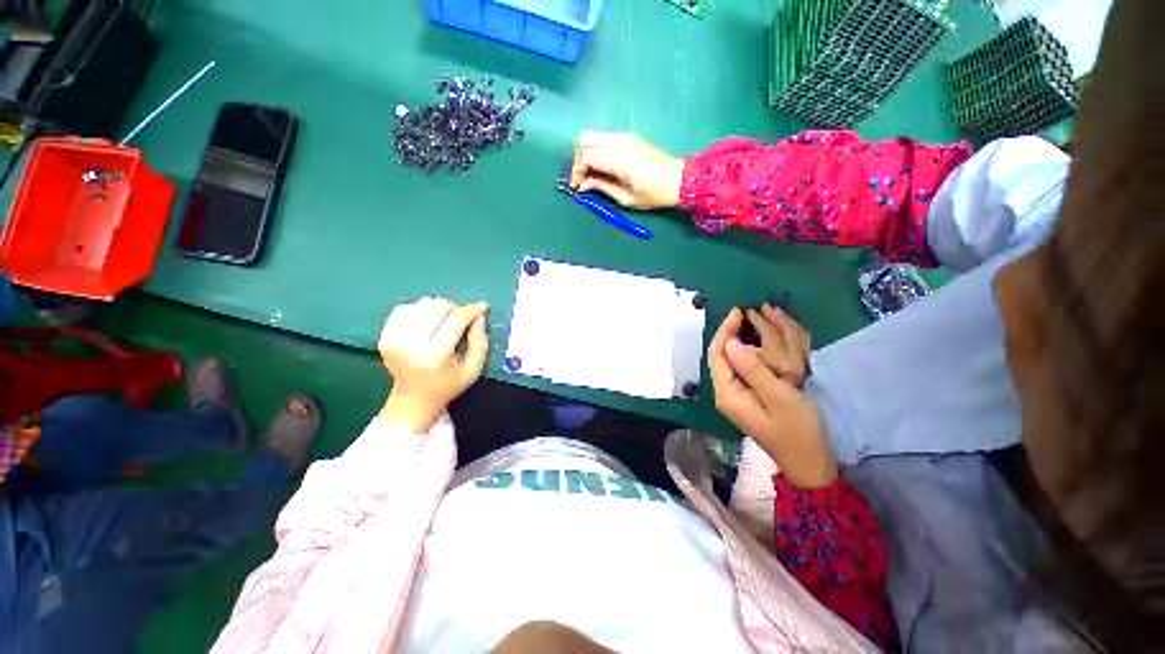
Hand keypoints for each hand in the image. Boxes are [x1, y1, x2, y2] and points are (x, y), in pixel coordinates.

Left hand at [377, 297, 488, 431]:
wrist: (413, 399)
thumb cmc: (448, 385)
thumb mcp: (473, 369)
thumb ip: (479, 342)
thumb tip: (479, 316)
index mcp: (434, 355)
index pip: (456, 320)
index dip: (472, 310)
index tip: (482, 307)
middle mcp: (410, 344)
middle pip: (438, 306)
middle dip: (455, 309)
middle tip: (462, 321)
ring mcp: (393, 338)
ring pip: (423, 304)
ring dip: (438, 310)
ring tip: (444, 324)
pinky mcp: (384, 335)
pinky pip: (406, 308)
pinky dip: (420, 311)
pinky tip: (426, 325)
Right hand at [569, 130, 684, 209]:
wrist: (679, 180)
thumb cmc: (653, 194)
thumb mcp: (625, 198)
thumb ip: (602, 187)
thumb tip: (584, 184)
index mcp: (619, 159)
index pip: (586, 156)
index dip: (577, 171)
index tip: (577, 187)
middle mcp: (619, 142)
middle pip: (585, 139)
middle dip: (578, 158)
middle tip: (582, 177)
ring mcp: (624, 137)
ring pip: (594, 136)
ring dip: (587, 153)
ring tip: (591, 174)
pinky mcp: (629, 137)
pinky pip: (604, 139)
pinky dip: (597, 150)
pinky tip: (602, 167)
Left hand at [709, 309, 836, 488]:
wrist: (809, 463)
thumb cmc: (798, 431)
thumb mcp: (778, 396)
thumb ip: (753, 369)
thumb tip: (730, 343)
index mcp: (727, 393)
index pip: (717, 354)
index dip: (724, 331)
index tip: (738, 312)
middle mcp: (725, 393)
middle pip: (720, 356)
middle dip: (729, 334)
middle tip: (745, 315)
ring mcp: (735, 396)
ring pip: (729, 361)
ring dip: (737, 342)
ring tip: (750, 324)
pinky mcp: (746, 397)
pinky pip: (741, 369)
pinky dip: (747, 354)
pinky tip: (758, 345)